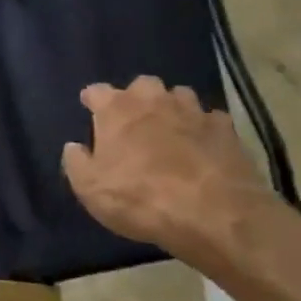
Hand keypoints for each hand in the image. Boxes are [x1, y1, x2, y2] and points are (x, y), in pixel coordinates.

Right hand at [61, 78, 276, 257]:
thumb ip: (76, 162)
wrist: (212, 214)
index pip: (96, 91)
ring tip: (170, 130)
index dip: (92, 100)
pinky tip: (204, 145)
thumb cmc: (139, 198)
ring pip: (179, 96)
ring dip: (172, 108)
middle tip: (134, 121)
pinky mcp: (226, 129)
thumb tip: (74, 146)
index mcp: (116, 109)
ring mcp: (193, 111)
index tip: (89, 109)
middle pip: (142, 85)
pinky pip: (211, 120)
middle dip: (136, 98)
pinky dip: (204, 128)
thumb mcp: (89, 188)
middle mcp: (154, 100)